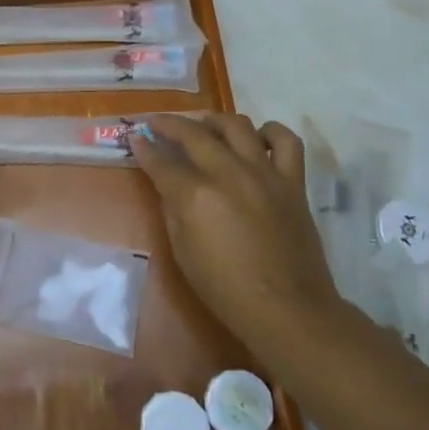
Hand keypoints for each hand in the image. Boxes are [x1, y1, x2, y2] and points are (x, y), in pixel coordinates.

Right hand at [128, 113, 340, 347]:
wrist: (286, 308)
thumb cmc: (225, 289)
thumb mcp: (182, 252)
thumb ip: (173, 210)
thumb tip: (169, 185)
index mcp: (195, 195)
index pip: (161, 160)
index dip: (144, 147)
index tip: (135, 137)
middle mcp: (228, 174)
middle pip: (193, 133)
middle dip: (170, 124)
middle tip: (158, 123)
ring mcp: (264, 173)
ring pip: (237, 125)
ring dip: (215, 121)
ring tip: (205, 126)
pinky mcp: (292, 182)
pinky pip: (286, 141)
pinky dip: (270, 133)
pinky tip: (257, 139)